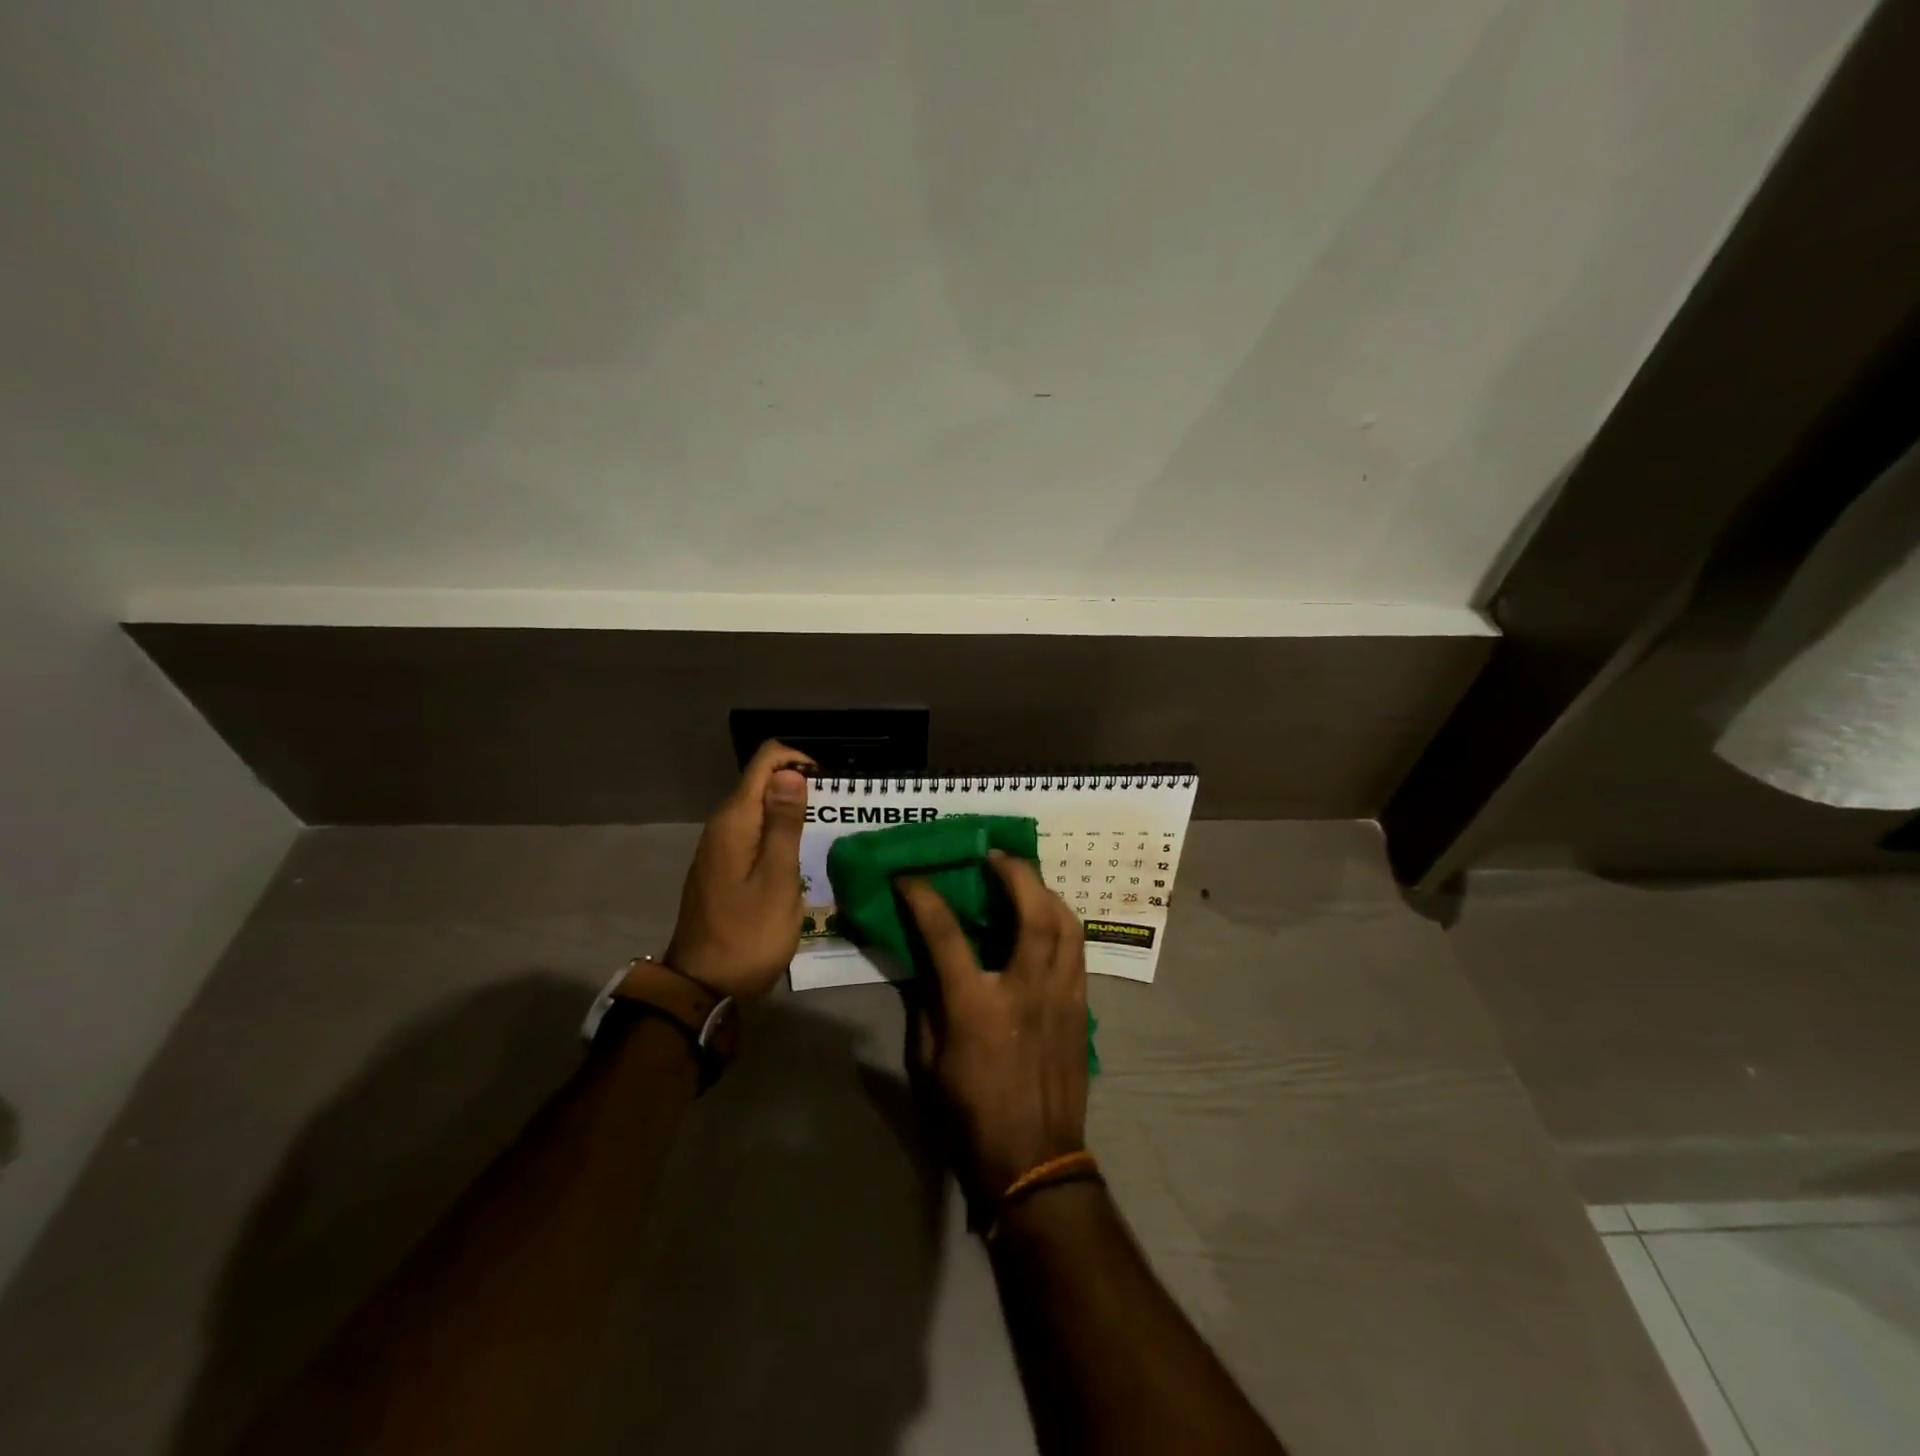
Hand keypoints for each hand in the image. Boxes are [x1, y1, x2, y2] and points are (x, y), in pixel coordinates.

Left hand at [661, 740, 813, 998]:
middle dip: (798, 785)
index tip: (829, 786)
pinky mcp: (721, 868)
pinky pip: (752, 833)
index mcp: (734, 821)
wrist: (704, 987)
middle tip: (834, 813)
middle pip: (761, 782)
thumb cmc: (749, 934)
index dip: (799, 761)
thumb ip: (784, 824)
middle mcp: (722, 825)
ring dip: (790, 811)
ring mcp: (719, 848)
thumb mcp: (777, 879)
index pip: (765, 761)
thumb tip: (790, 772)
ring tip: (823, 833)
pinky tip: (797, 856)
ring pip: (758, 809)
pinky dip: (776, 833)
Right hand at [898, 852, 1089, 1203]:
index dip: (925, 898)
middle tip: (996, 856)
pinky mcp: (1081, 1007)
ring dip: (1046, 891)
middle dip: (1014, 872)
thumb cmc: (970, 1116)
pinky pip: (1077, 950)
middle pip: (1031, 911)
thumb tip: (927, 961)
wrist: (1035, 1161)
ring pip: (1066, 924)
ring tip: (1027, 880)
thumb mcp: (928, 1062)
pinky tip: (1049, 921)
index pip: (946, 934)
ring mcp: (1061, 996)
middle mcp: (1025, 989)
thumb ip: (927, 1003)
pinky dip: (1063, 923)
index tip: (911, 877)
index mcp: (977, 1006)